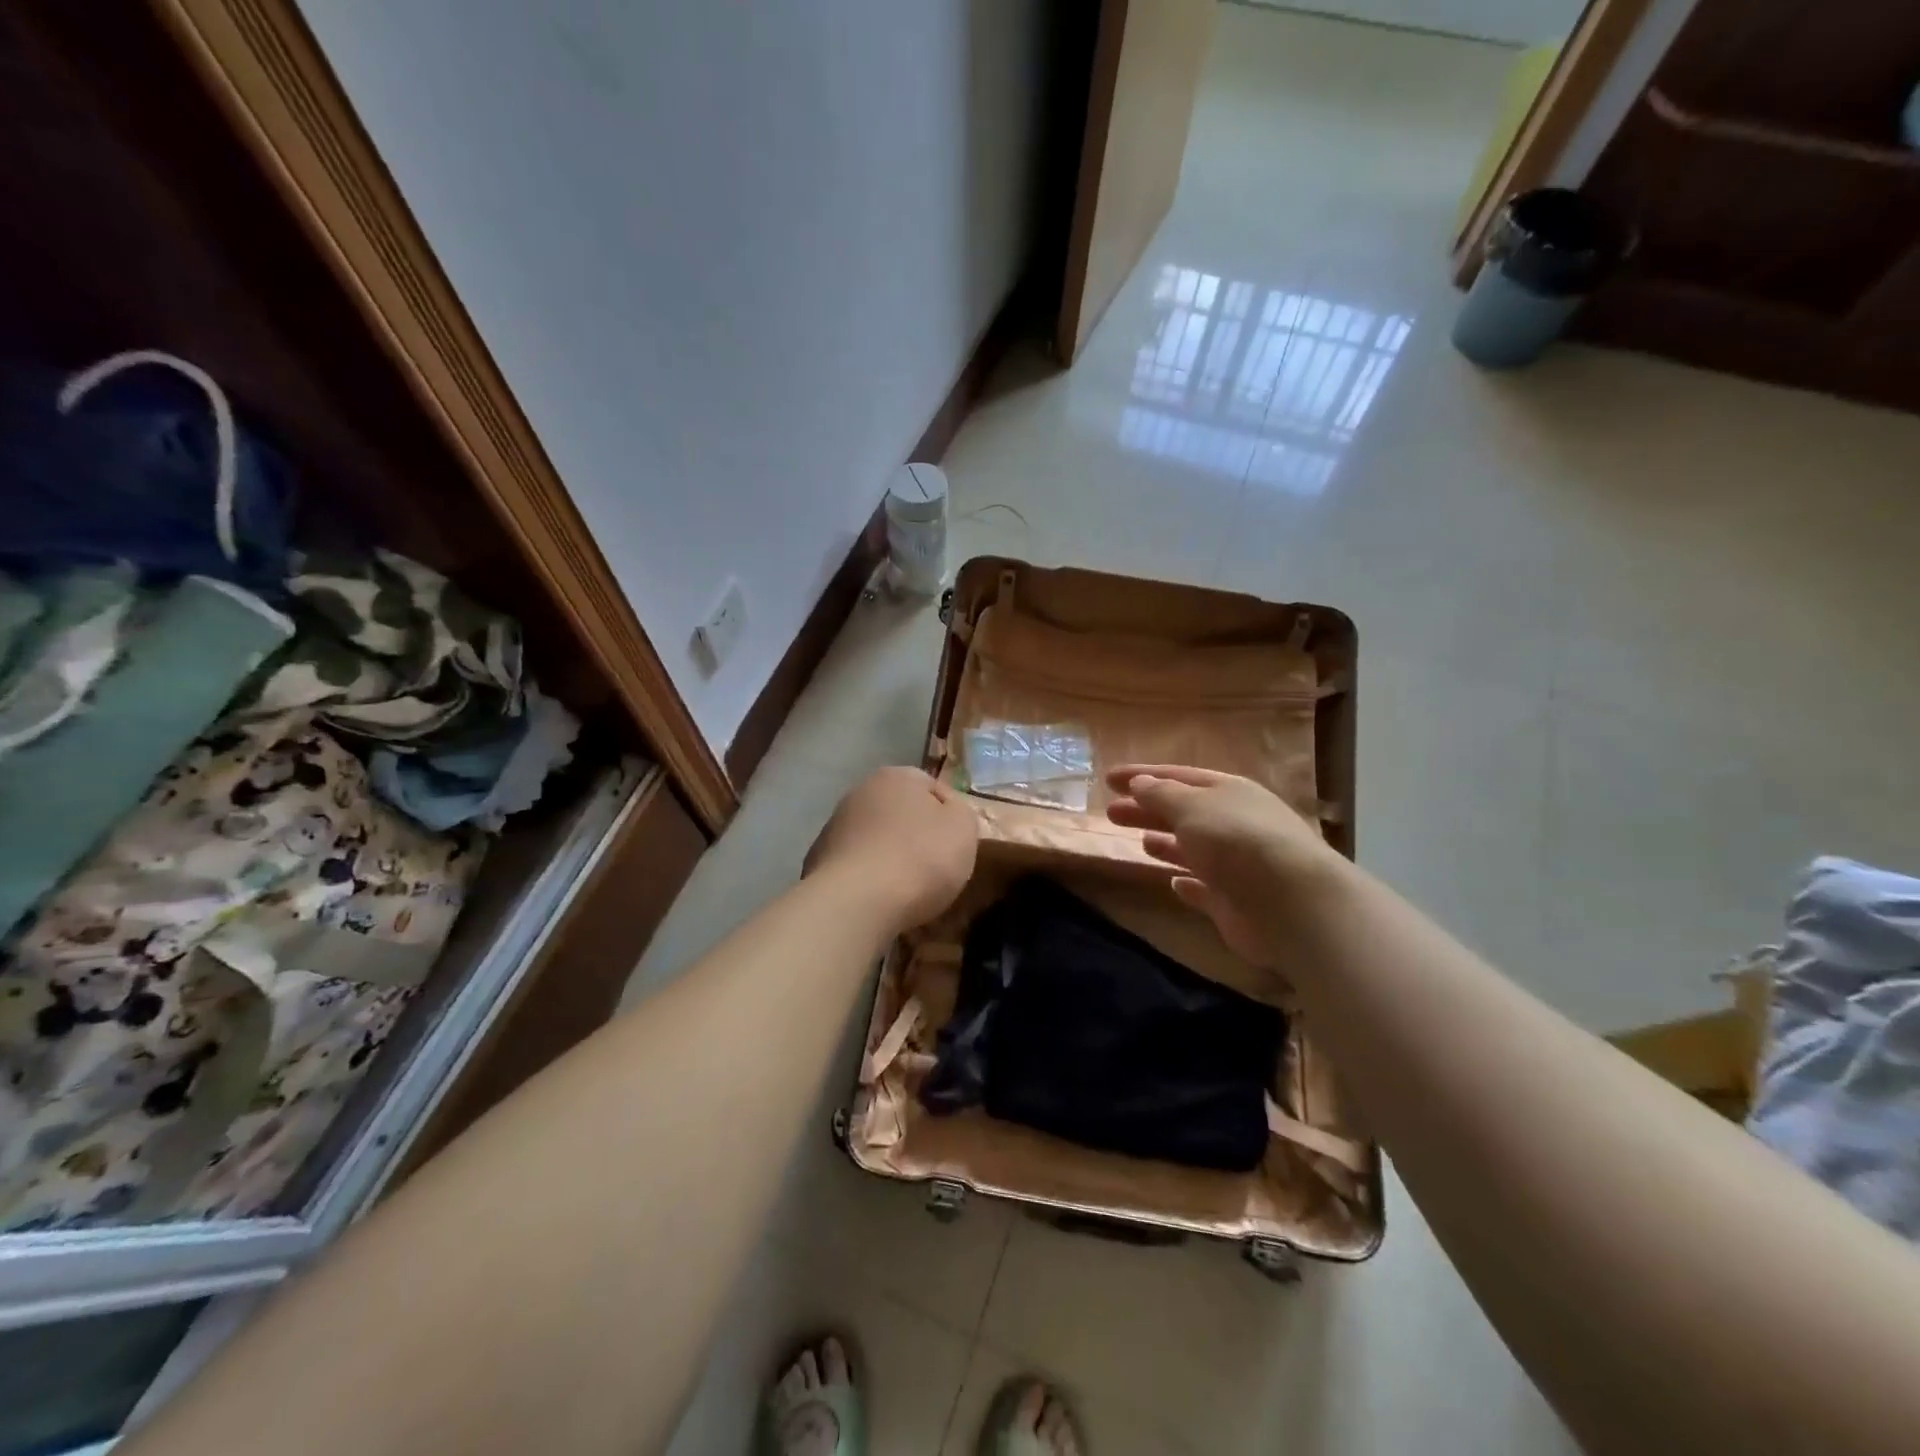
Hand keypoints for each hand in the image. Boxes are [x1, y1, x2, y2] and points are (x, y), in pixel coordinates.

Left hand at [805, 767, 977, 929]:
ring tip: (907, 889)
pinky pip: (856, 866)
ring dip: (890, 856)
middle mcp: (861, 791)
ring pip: (876, 838)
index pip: (932, 788)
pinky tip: (879, 900)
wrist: (857, 902)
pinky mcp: (818, 860)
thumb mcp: (963, 828)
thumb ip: (960, 811)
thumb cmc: (920, 857)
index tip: (957, 845)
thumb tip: (946, 811)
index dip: (949, 816)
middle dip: (916, 834)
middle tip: (935, 867)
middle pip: (900, 812)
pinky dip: (868, 877)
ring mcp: (834, 826)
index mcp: (897, 776)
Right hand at [1105, 764, 1340, 964]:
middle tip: (1111, 813)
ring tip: (1139, 842)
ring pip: (1194, 849)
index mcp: (1227, 792)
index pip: (1177, 777)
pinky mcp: (1235, 902)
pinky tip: (1173, 883)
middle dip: (1147, 810)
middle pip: (1183, 812)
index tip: (1108, 778)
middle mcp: (1234, 823)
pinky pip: (1206, 889)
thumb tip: (1140, 783)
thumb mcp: (1191, 806)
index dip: (1142, 776)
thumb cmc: (1235, 840)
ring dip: (1167, 843)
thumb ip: (1161, 795)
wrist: (1290, 902)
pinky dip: (1189, 885)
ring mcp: (1236, 864)